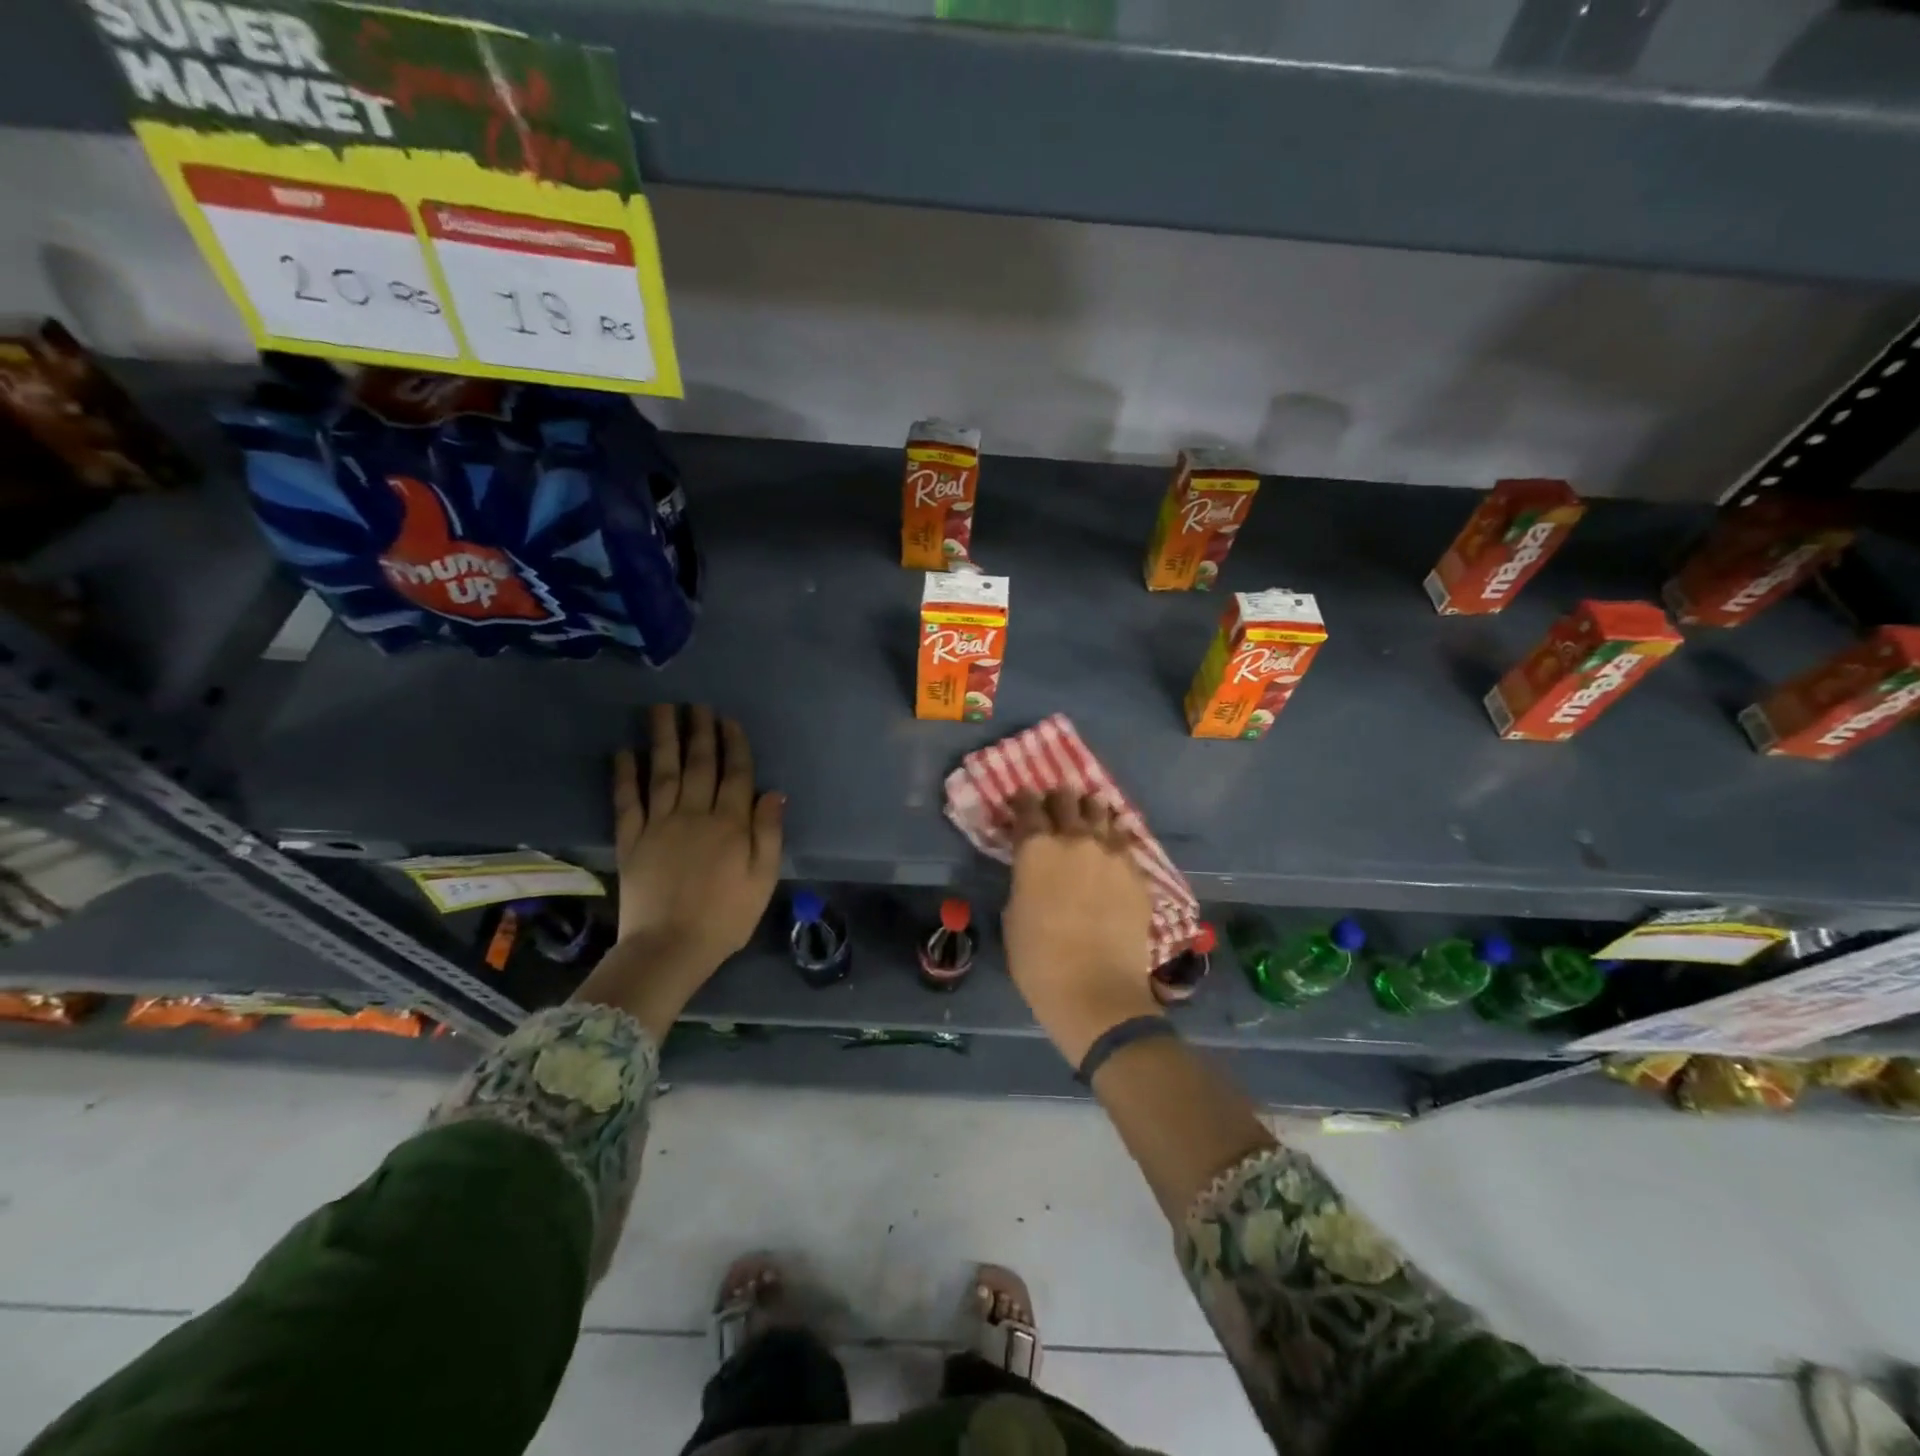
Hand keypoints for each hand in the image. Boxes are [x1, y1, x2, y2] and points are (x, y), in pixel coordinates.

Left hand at [574, 704, 784, 1035]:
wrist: (670, 948)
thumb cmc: (726, 916)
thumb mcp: (763, 878)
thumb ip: (769, 833)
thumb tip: (774, 792)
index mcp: (731, 824)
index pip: (735, 773)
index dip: (733, 744)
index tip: (728, 720)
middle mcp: (695, 814)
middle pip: (698, 764)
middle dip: (699, 731)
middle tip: (696, 705)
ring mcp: (659, 825)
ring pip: (662, 772)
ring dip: (662, 738)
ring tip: (662, 710)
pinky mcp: (631, 840)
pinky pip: (627, 801)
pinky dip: (625, 775)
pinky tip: (624, 752)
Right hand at [1001, 789, 1158, 1065]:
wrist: (1096, 990)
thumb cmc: (1039, 960)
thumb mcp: (1014, 915)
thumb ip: (1024, 881)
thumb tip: (1033, 871)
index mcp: (1036, 849)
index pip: (1028, 808)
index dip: (1023, 800)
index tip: (1022, 799)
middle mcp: (1074, 839)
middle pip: (1067, 801)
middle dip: (1059, 798)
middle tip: (1056, 800)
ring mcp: (1110, 853)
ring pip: (1101, 813)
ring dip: (1091, 809)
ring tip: (1089, 808)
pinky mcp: (1136, 872)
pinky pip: (1125, 841)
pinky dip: (1115, 835)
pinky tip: (1113, 839)